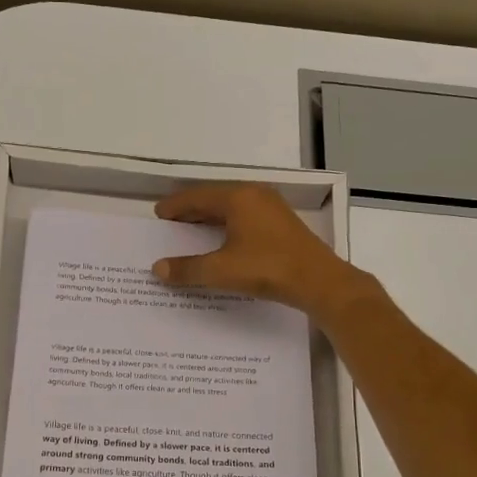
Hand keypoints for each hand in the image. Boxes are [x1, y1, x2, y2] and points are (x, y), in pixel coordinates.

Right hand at [153, 184, 369, 320]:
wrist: (319, 281)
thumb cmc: (267, 268)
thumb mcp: (221, 270)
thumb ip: (188, 269)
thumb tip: (158, 269)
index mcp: (238, 198)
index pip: (197, 196)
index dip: (176, 205)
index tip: (159, 213)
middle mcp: (255, 195)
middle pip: (214, 199)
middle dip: (191, 210)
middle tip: (171, 222)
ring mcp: (271, 208)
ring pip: (231, 208)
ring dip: (210, 218)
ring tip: (191, 231)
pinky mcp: (282, 224)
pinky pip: (245, 217)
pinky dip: (227, 225)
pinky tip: (222, 241)